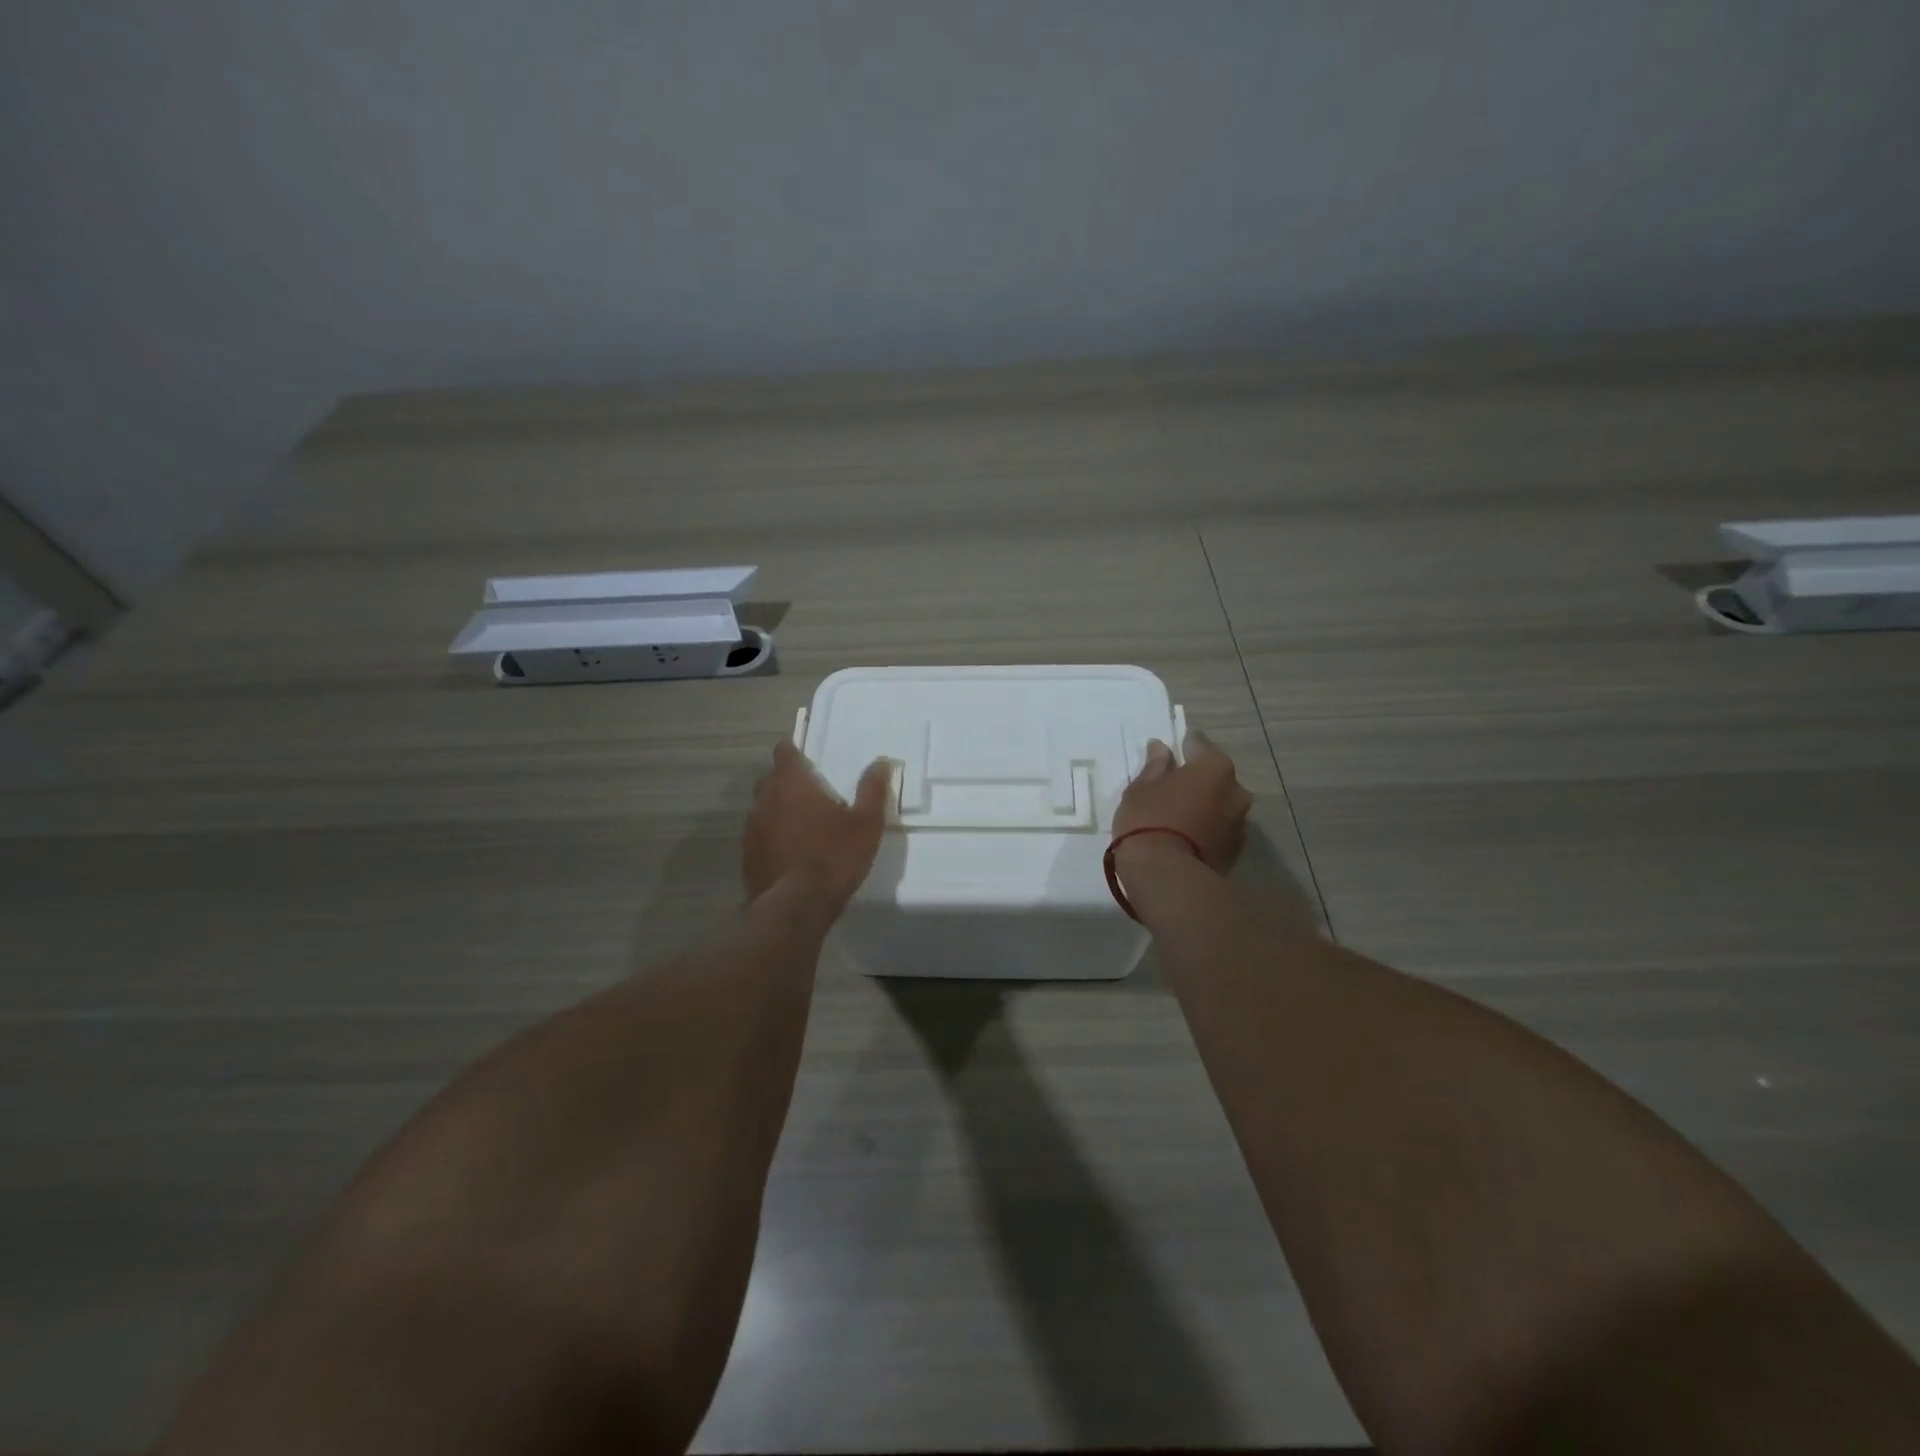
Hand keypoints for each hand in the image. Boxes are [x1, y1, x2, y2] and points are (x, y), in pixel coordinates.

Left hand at [743, 740, 892, 911]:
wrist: (795, 907)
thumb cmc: (833, 856)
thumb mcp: (866, 823)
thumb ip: (872, 790)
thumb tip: (881, 762)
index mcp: (792, 784)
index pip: (784, 751)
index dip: (793, 751)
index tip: (806, 757)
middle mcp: (765, 799)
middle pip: (771, 779)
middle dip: (787, 781)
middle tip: (811, 792)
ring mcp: (752, 828)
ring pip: (763, 808)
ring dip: (778, 810)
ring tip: (802, 824)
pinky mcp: (747, 856)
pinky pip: (760, 835)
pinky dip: (772, 836)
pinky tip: (790, 852)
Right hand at [1112, 729, 1253, 872]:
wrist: (1167, 877)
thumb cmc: (1148, 821)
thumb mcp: (1141, 788)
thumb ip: (1155, 766)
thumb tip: (1161, 748)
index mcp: (1214, 768)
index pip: (1199, 744)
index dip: (1184, 745)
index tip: (1170, 749)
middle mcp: (1236, 790)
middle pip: (1215, 776)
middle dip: (1197, 778)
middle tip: (1171, 785)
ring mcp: (1240, 823)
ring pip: (1220, 804)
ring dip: (1204, 804)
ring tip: (1178, 814)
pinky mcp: (1236, 851)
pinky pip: (1219, 828)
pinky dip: (1206, 827)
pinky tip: (1186, 834)